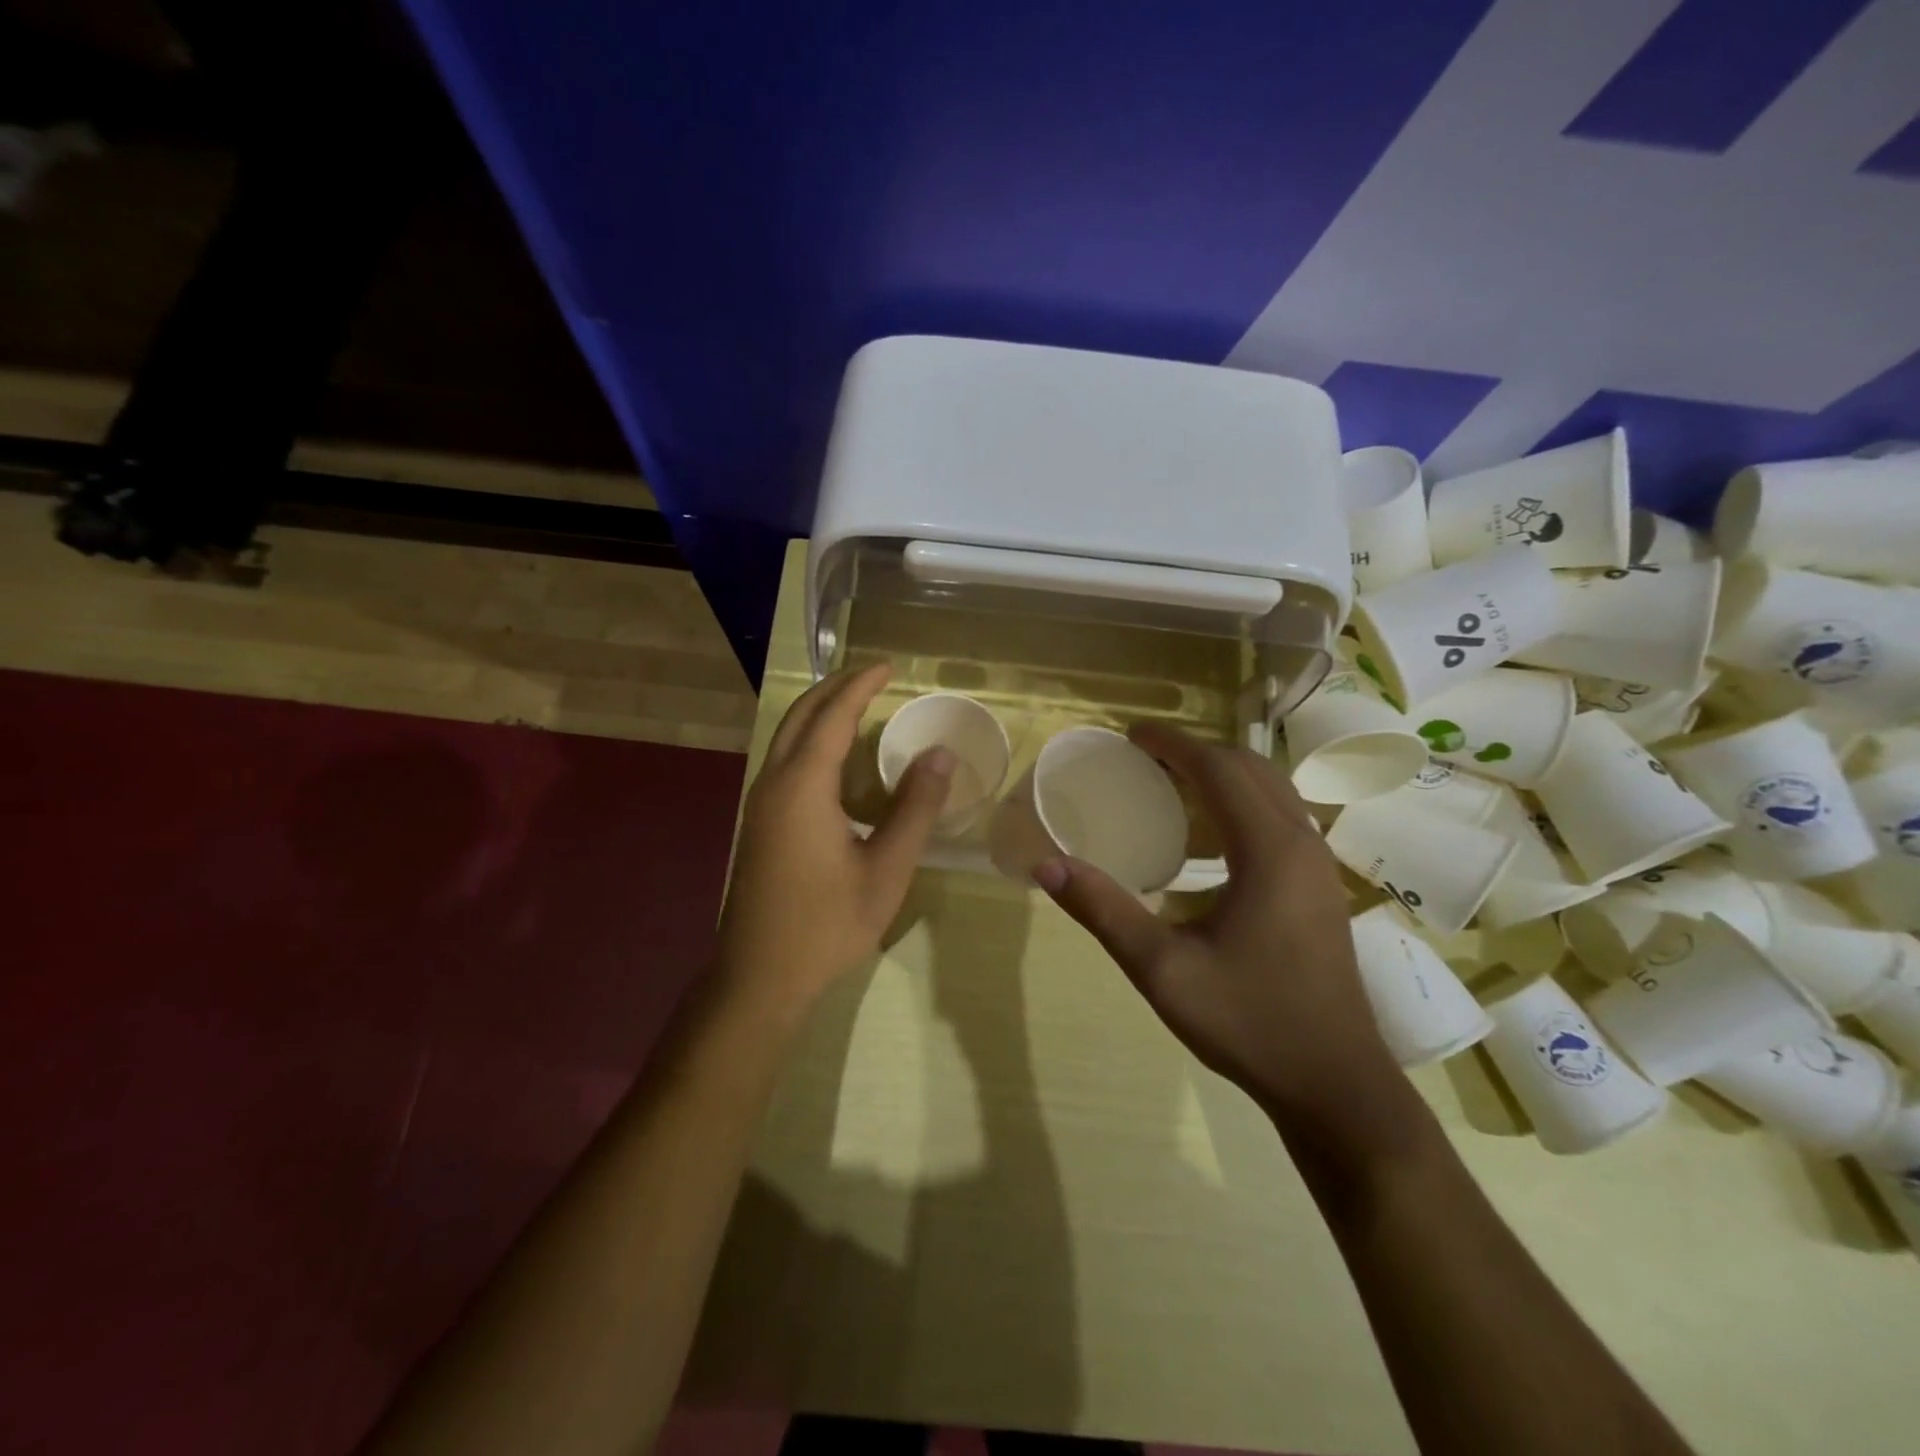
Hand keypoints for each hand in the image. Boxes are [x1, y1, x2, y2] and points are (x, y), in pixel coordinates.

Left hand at [717, 665, 951, 1015]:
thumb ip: (914, 809)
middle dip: (835, 688)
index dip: (861, 686)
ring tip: (857, 704)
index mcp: (802, 787)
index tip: (889, 666)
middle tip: (873, 676)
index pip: (833, 716)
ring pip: (787, 738)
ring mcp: (760, 804)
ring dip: (820, 713)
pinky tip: (836, 759)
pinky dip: (811, 740)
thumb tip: (940, 756)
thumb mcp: (886, 869)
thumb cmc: (827, 924)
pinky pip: (785, 761)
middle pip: (801, 716)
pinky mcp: (759, 824)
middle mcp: (774, 784)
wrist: (759, 977)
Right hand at [1033, 724, 1398, 1123]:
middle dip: (1195, 751)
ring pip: (1270, 790)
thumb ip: (1103, 910)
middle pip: (1249, 768)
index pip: (1219, 768)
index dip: (1172, 743)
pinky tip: (1207, 837)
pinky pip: (1279, 818)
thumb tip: (1045, 865)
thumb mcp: (1162, 969)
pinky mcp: (1320, 886)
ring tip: (1168, 785)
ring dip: (1220, 775)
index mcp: (1268, 850)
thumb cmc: (1249, 1022)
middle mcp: (1301, 843)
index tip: (1130, 735)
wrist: (1335, 1084)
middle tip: (1143, 758)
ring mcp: (1318, 865)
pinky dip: (1240, 803)